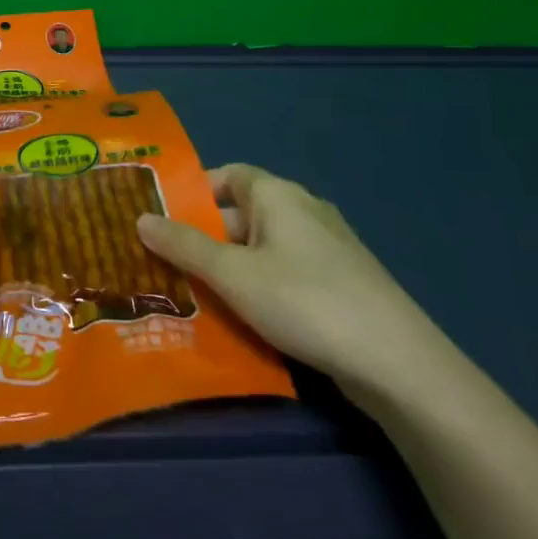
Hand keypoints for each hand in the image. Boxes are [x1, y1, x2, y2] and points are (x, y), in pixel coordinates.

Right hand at [136, 164, 443, 402]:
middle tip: (164, 265)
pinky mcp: (340, 285)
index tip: (162, 218)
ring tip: (190, 297)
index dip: (195, 192)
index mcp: (278, 196)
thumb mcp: (233, 275)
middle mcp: (303, 212)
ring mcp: (326, 250)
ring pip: (261, 250)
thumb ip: (184, 246)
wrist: (397, 363)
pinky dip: (258, 289)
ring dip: (228, 269)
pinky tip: (240, 320)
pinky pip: (284, 275)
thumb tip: (140, 218)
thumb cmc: (305, 302)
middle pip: (241, 215)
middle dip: (203, 239)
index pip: (229, 175)